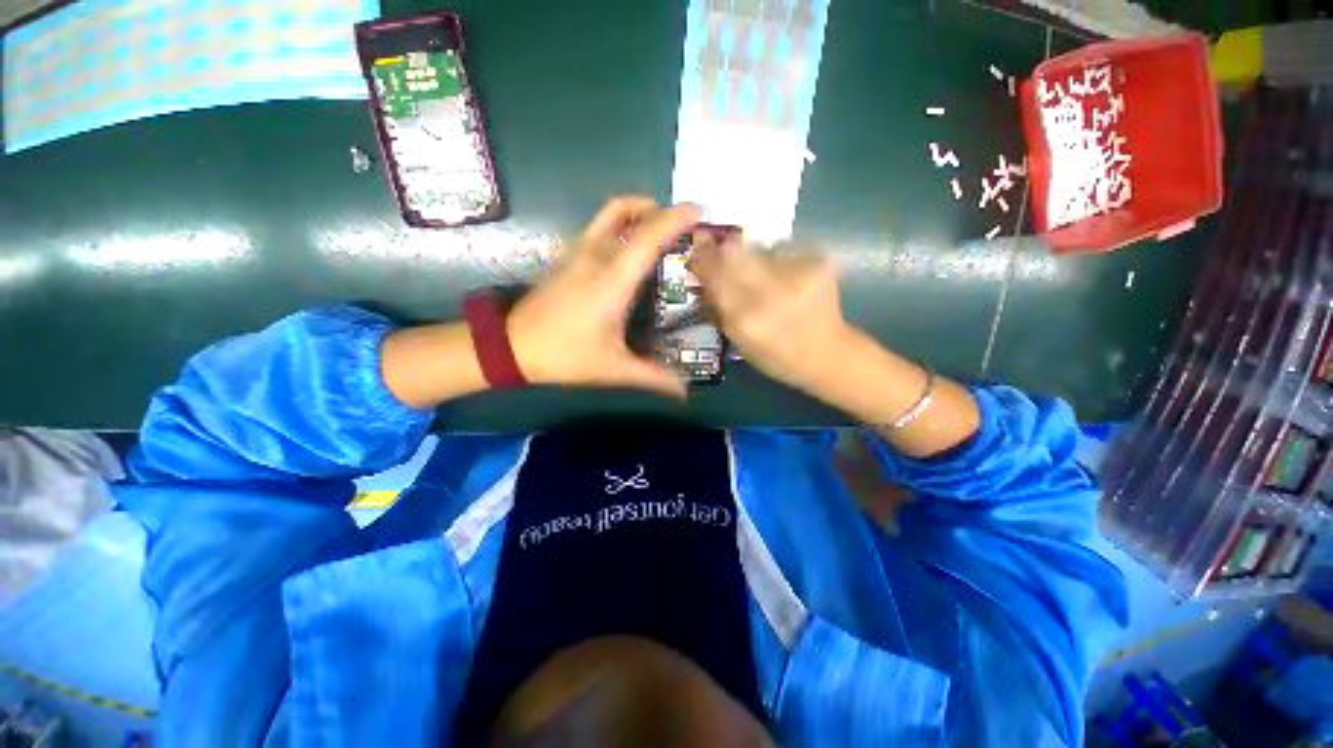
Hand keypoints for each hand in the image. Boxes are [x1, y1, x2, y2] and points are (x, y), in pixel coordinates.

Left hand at [507, 197, 699, 396]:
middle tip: (682, 224)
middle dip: (658, 210)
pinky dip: (620, 224)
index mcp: (611, 282)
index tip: (697, 210)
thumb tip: (685, 391)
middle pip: (626, 213)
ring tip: (660, 229)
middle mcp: (594, 257)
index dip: (673, 220)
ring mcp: (576, 253)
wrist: (511, 347)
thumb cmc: (565, 356)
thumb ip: (653, 377)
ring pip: (608, 215)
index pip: (646, 238)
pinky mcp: (566, 258)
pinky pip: (598, 227)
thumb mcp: (613, 369)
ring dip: (637, 212)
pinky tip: (629, 248)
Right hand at [688, 234, 851, 393]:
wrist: (827, 353)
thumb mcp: (738, 339)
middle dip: (722, 248)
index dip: (703, 256)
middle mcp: (770, 292)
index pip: (714, 274)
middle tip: (719, 248)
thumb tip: (705, 272)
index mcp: (746, 318)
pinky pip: (783, 249)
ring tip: (761, 274)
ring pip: (759, 247)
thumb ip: (719, 305)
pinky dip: (776, 258)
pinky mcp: (818, 262)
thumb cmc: (775, 355)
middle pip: (734, 250)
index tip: (696, 245)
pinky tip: (785, 276)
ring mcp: (797, 273)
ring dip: (752, 256)